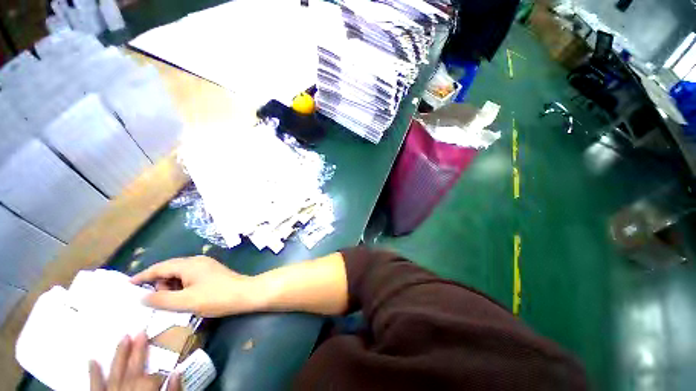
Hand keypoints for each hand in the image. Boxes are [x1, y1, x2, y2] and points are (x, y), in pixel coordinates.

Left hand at [89, 332, 180, 390]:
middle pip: (131, 372)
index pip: (150, 379)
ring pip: (113, 375)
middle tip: (140, 331)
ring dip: (118, 356)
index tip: (165, 374)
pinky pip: (95, 387)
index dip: (158, 375)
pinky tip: (92, 360)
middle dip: (137, 352)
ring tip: (122, 338)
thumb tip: (178, 371)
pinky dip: (93, 374)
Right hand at [131, 256, 260, 316]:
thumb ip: (162, 299)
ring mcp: (206, 266)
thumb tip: (142, 297)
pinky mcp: (212, 272)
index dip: (143, 275)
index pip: (160, 267)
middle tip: (153, 300)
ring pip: (180, 273)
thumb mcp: (185, 301)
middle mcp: (197, 261)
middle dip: (158, 282)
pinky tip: (182, 297)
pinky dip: (181, 286)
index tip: (128, 284)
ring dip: (170, 285)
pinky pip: (190, 276)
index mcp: (189, 264)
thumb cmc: (216, 297)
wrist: (245, 293)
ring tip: (169, 301)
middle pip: (170, 268)